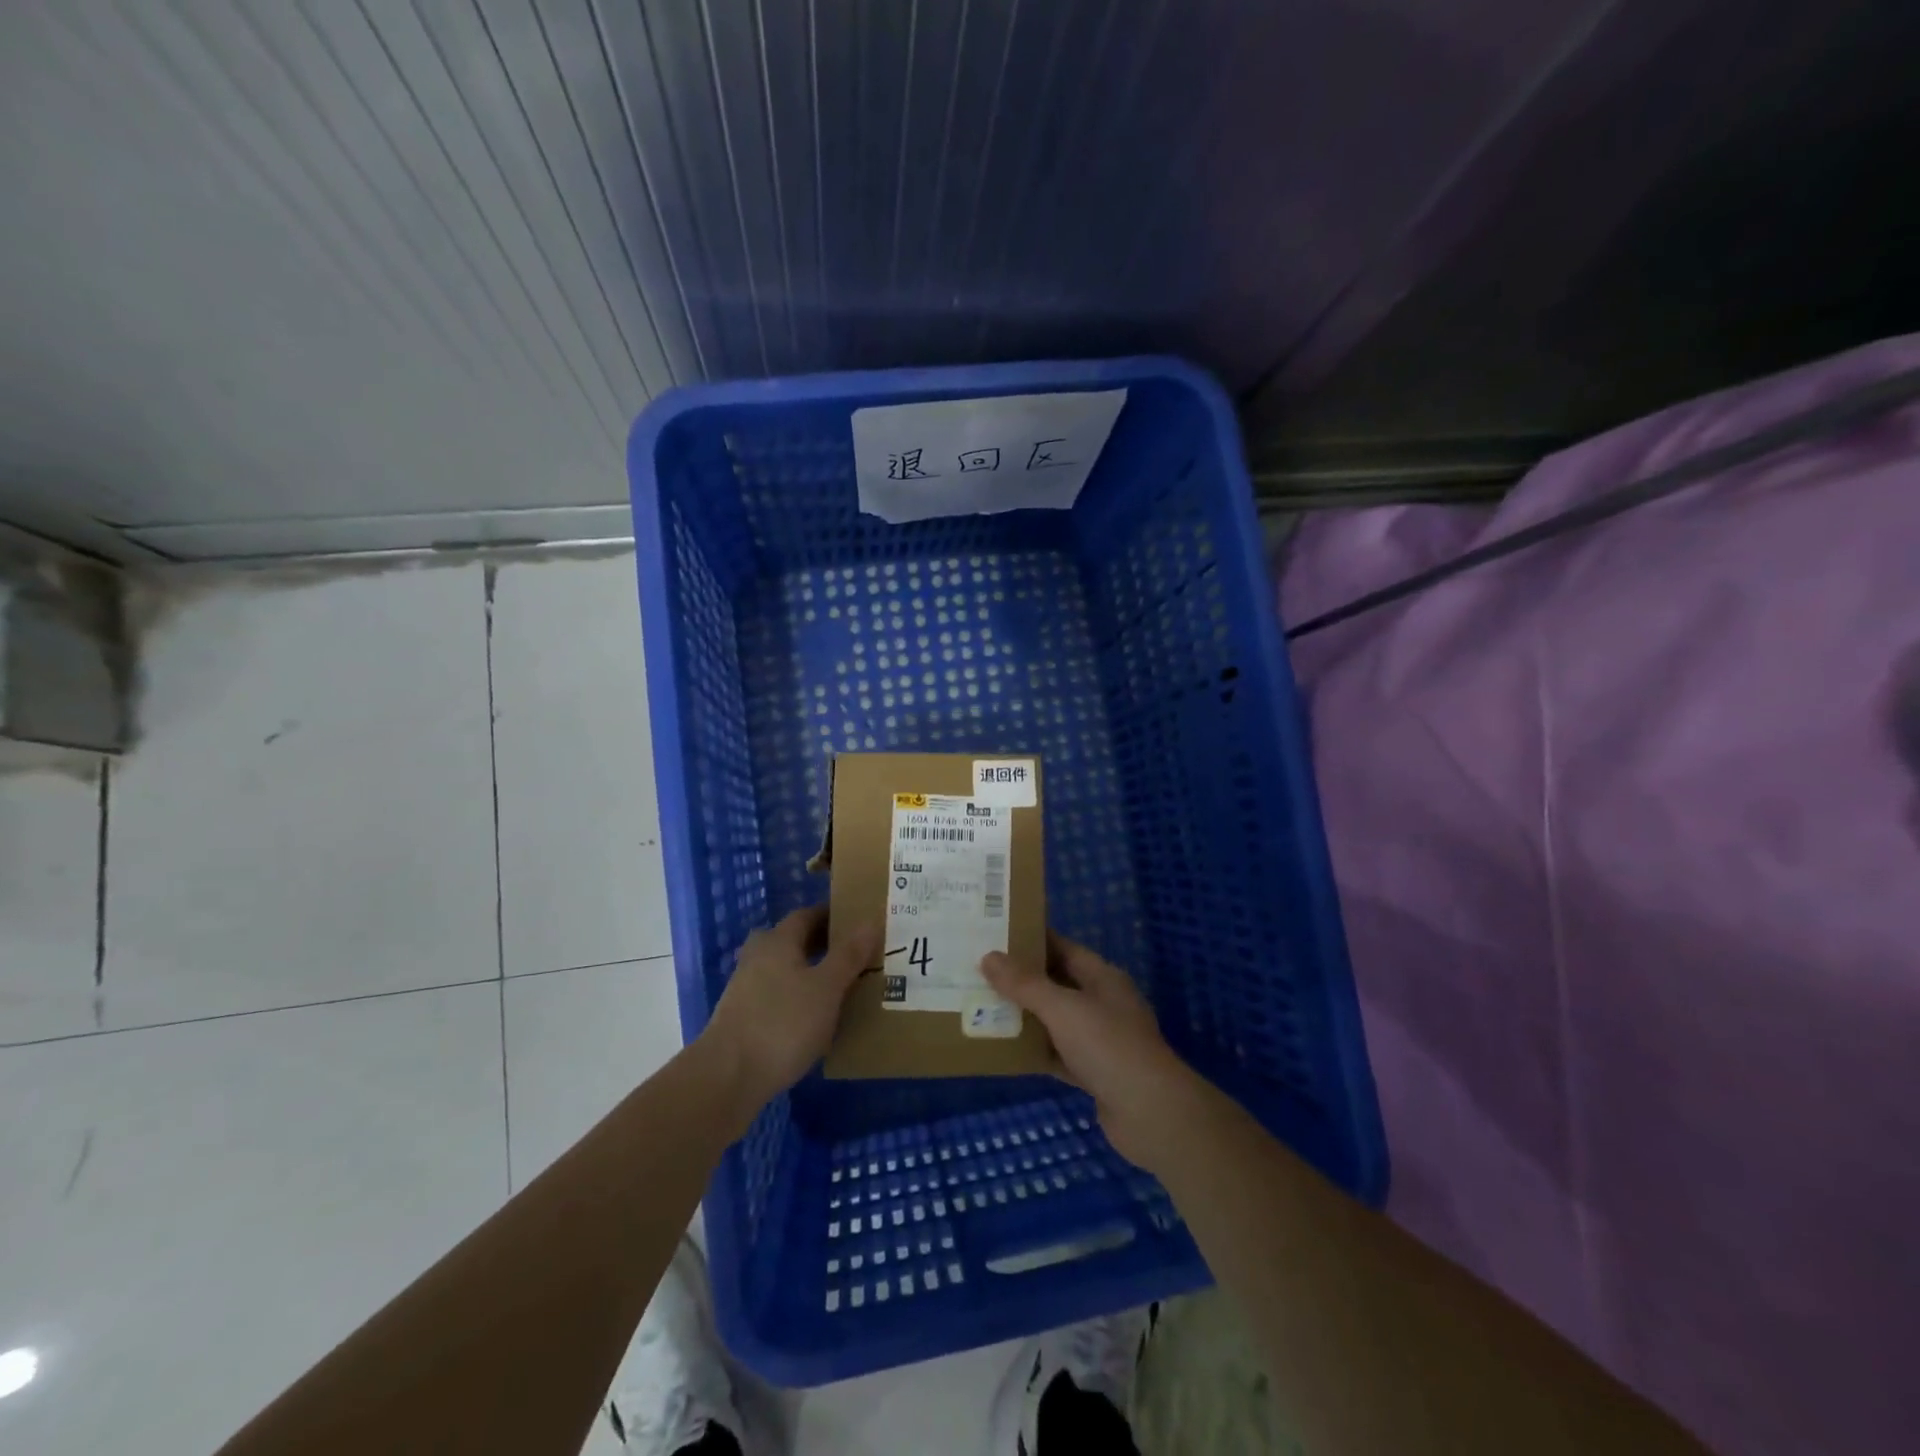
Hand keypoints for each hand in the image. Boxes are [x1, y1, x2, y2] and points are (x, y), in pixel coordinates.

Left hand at [702, 906, 878, 1120]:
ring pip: (785, 970)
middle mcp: (758, 956)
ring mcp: (746, 988)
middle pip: (793, 941)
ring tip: (841, 988)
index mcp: (778, 941)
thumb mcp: (827, 988)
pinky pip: (777, 996)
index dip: (833, 916)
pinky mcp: (742, 1018)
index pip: (807, 915)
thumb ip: (849, 955)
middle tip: (855, 955)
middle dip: (822, 945)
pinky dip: (797, 999)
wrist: (727, 1078)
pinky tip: (815, 1019)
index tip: (859, 923)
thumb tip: (870, 920)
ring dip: (809, 973)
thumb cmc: (783, 1024)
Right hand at [981, 933, 1203, 1170]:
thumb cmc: (1108, 1046)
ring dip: (1026, 1016)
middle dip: (1022, 979)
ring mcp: (1100, 1040)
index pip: (1063, 948)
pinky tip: (1006, 1050)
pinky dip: (1036, 1052)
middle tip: (980, 971)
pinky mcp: (1095, 1073)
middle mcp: (1103, 1003)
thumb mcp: (1062, 1008)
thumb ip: (1025, 984)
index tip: (996, 935)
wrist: (1151, 1113)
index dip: (1032, 940)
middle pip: (1057, 983)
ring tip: (984, 1007)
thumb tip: (988, 957)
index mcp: (1102, 977)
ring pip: (1055, 1020)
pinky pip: (1058, 1054)